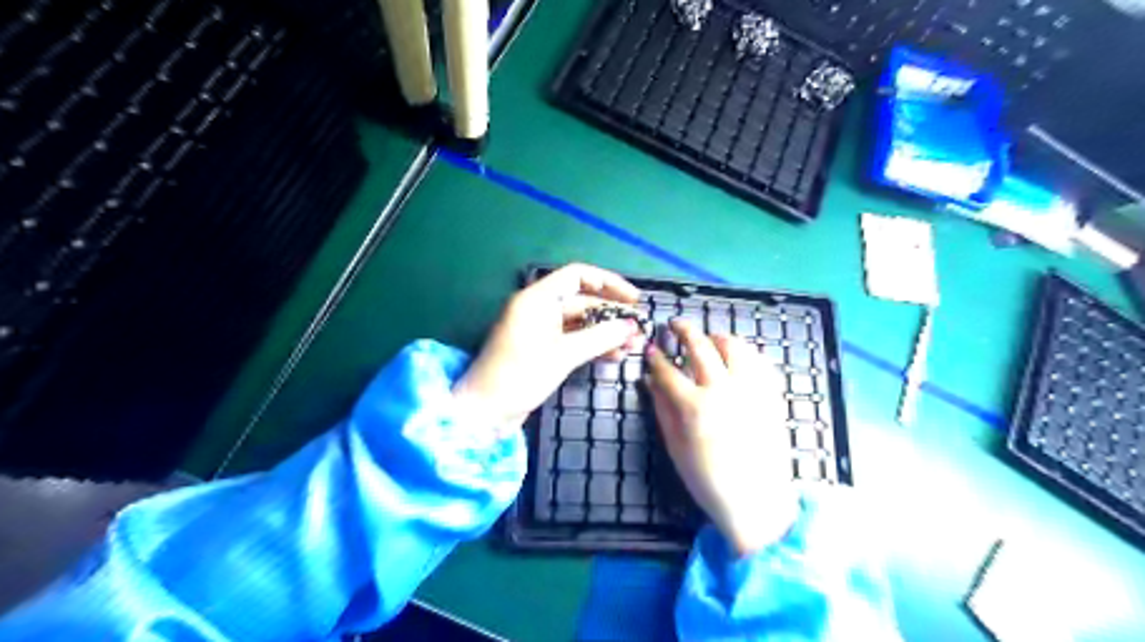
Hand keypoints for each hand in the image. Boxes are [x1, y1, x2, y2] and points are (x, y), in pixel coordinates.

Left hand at [451, 261, 639, 430]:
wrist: (485, 413)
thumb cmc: (520, 376)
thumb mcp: (563, 355)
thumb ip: (600, 337)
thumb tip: (631, 326)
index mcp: (537, 298)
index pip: (577, 275)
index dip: (608, 283)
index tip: (634, 299)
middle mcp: (539, 309)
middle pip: (582, 300)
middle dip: (612, 314)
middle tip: (639, 329)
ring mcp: (541, 331)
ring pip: (581, 323)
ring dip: (606, 333)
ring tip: (633, 346)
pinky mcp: (543, 351)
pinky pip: (574, 341)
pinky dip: (593, 345)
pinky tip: (614, 356)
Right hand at [648, 319, 797, 555]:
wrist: (756, 499)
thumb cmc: (707, 479)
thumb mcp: (675, 446)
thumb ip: (662, 409)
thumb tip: (650, 381)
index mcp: (694, 406)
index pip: (668, 371)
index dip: (656, 357)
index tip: (651, 348)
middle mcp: (722, 390)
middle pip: (700, 348)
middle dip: (684, 331)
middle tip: (675, 323)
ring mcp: (750, 390)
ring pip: (734, 347)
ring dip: (717, 336)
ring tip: (708, 337)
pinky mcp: (770, 396)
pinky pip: (760, 362)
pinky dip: (746, 352)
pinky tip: (738, 355)